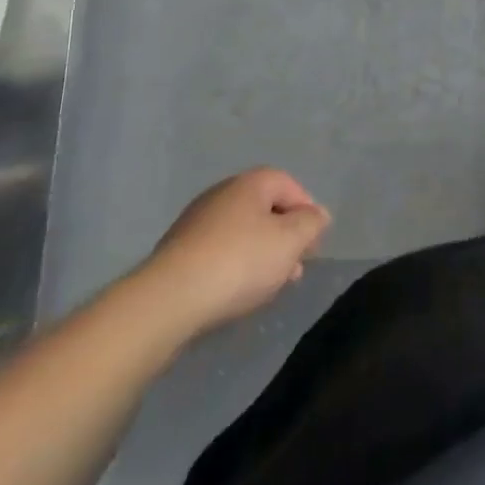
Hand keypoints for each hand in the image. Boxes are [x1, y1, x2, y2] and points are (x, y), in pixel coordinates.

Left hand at [133, 168, 330, 339]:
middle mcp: (221, 194)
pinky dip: (234, 266)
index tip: (313, 244)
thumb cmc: (239, 262)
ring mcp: (195, 222)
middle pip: (264, 209)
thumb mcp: (290, 241)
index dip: (307, 211)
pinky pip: (218, 252)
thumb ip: (311, 224)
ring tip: (269, 286)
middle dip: (284, 237)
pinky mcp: (177, 252)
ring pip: (241, 232)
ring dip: (261, 254)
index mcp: (250, 183)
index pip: (289, 185)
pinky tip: (237, 291)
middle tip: (294, 267)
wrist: (167, 301)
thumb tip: (317, 215)